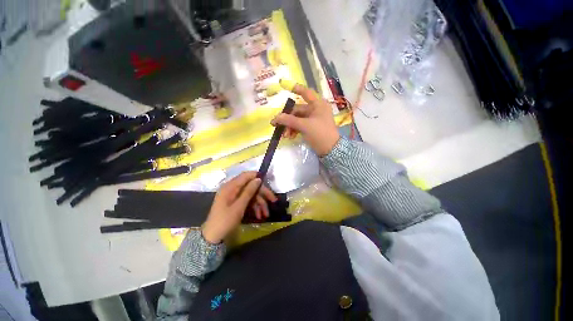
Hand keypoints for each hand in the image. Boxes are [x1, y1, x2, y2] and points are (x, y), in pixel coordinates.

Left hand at [202, 172, 277, 243]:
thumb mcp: (239, 206)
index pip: (246, 175)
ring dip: (260, 203)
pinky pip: (248, 201)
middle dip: (263, 194)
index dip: (258, 177)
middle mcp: (233, 189)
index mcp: (230, 186)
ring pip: (251, 195)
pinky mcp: (236, 203)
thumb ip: (249, 191)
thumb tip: (258, 179)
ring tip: (266, 214)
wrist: (213, 238)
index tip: (269, 182)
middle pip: (251, 186)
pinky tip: (259, 216)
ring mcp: (234, 196)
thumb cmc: (225, 221)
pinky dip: (254, 207)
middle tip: (273, 200)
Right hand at [271, 84, 339, 155]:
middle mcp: (316, 109)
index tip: (283, 85)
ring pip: (297, 119)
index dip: (295, 88)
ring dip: (289, 126)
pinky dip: (294, 130)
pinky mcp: (311, 127)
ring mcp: (313, 119)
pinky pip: (300, 126)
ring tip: (285, 135)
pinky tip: (290, 136)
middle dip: (287, 119)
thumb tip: (276, 118)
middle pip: (297, 110)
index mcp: (318, 105)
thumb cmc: (320, 134)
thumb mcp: (304, 126)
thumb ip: (289, 120)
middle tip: (277, 125)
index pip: (306, 92)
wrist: (330, 150)